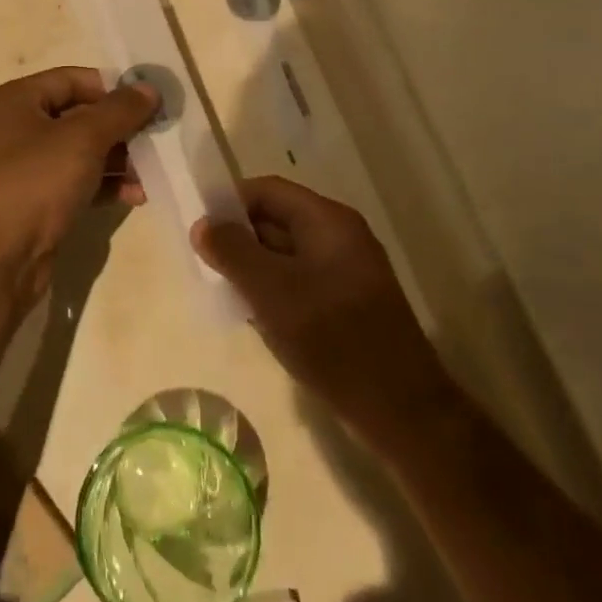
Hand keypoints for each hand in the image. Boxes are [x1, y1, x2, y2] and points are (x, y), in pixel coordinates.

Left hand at [0, 68, 157, 301]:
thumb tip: (149, 88)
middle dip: (120, 128)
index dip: (112, 88)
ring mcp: (25, 168)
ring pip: (81, 152)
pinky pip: (77, 182)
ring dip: (118, 160)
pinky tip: (135, 196)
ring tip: (151, 172)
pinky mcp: (36, 202)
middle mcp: (16, 128)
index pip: (73, 80)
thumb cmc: (33, 183)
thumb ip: (119, 110)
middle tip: (159, 140)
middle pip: (79, 116)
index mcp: (16, 100)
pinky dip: (104, 185)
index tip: (150, 103)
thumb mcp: (82, 138)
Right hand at [194, 178, 449, 431]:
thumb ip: (233, 252)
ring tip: (223, 290)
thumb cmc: (333, 339)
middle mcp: (340, 236)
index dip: (230, 202)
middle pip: (277, 219)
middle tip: (204, 262)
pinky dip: (273, 290)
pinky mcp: (347, 303)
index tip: (200, 228)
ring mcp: (346, 271)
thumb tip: (202, 224)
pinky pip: (299, 281)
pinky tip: (254, 315)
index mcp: (328, 221)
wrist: (401, 411)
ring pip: (286, 254)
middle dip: (239, 237)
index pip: (268, 190)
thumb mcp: (272, 292)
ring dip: (253, 267)